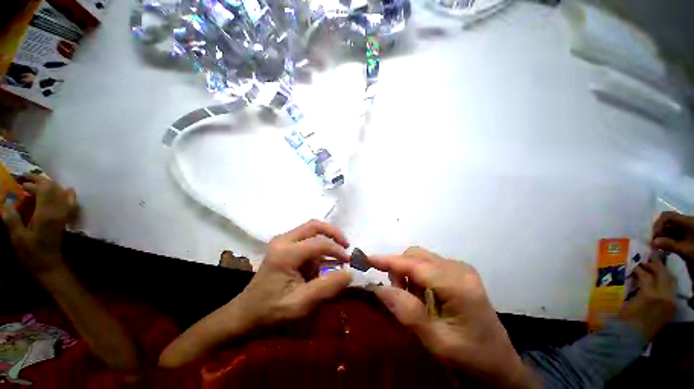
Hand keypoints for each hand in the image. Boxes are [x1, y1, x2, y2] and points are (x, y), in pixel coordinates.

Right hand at [2, 174, 76, 276]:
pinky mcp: (65, 220)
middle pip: (54, 188)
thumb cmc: (31, 254)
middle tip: (25, 179)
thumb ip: (12, 220)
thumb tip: (6, 204)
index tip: (20, 183)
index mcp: (47, 214)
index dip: (33, 183)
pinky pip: (70, 202)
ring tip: (36, 183)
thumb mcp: (17, 238)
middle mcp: (59, 211)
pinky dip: (66, 194)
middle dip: (40, 180)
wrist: (49, 266)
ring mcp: (64, 215)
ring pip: (62, 193)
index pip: (45, 189)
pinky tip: (64, 190)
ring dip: (50, 185)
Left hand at [158, 220, 352, 367]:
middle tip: (345, 245)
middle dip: (333, 233)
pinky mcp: (282, 245)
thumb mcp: (301, 305)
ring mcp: (281, 241)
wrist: (244, 315)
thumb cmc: (271, 312)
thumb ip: (327, 287)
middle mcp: (283, 240)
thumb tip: (349, 272)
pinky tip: (321, 262)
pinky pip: (306, 238)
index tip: (349, 262)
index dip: (337, 250)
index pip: (319, 243)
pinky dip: (318, 247)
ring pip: (311, 230)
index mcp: (285, 253)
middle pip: (314, 225)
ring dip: (326, 240)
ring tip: (336, 256)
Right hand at [368, 247, 533, 388]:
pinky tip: (423, 296)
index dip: (387, 260)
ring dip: (408, 273)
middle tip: (396, 293)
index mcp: (457, 285)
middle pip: (416, 255)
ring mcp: (461, 269)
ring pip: (421, 258)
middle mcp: (459, 268)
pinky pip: (429, 265)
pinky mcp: (460, 273)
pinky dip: (417, 276)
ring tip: (412, 299)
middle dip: (399, 269)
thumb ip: (407, 312)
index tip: (366, 259)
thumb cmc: (470, 360)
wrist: (501, 368)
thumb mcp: (436, 342)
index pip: (413, 264)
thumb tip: (378, 288)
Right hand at [619, 259, 675, 338]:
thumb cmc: (624, 319)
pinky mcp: (670, 307)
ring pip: (670, 281)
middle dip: (655, 265)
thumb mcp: (628, 302)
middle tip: (646, 260)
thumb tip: (636, 273)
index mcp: (650, 295)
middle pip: (663, 275)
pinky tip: (657, 282)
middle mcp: (664, 297)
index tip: (633, 265)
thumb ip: (636, 287)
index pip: (647, 275)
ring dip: (662, 272)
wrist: (631, 338)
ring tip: (652, 268)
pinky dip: (665, 282)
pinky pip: (671, 289)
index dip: (640, 268)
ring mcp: (669, 302)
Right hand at [652, 211, 693, 261]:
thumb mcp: (685, 249)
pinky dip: (669, 240)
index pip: (666, 216)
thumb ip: (669, 245)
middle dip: (659, 232)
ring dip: (663, 237)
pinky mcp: (688, 234)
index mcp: (686, 221)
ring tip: (659, 247)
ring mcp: (687, 228)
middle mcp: (686, 221)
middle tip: (654, 243)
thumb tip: (652, 242)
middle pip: (668, 222)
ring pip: (671, 229)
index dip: (657, 224)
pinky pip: (675, 234)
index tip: (653, 236)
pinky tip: (667, 248)